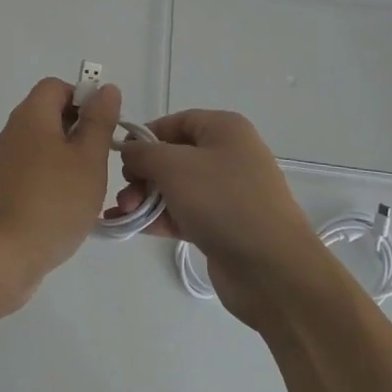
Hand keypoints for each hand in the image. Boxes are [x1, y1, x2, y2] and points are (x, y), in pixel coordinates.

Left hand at [0, 77, 121, 313]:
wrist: (2, 257)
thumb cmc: (53, 202)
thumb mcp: (89, 159)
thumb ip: (99, 121)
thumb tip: (105, 89)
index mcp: (31, 116)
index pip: (56, 86)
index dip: (83, 99)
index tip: (103, 128)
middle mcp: (13, 132)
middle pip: (49, 115)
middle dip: (79, 131)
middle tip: (101, 159)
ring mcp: (4, 162)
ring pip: (43, 146)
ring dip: (68, 159)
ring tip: (89, 187)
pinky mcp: (2, 189)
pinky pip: (33, 171)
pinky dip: (52, 180)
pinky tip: (67, 208)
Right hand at [116, 109, 332, 327]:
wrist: (271, 269)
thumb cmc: (222, 202)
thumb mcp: (174, 166)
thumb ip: (144, 153)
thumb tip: (129, 151)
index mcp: (225, 129)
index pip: (176, 122)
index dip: (146, 135)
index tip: (119, 156)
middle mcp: (229, 155)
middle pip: (174, 155)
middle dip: (143, 173)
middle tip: (124, 193)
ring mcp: (228, 193)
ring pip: (177, 187)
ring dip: (147, 197)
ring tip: (125, 213)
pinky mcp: (224, 225)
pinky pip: (184, 213)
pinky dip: (159, 217)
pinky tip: (132, 226)